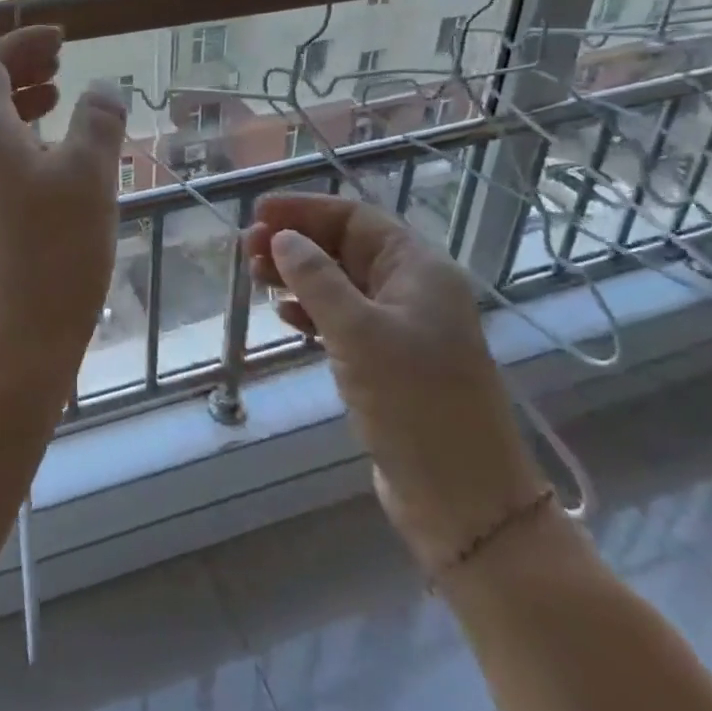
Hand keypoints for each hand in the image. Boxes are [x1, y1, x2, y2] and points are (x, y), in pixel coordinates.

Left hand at [0, 27, 128, 382]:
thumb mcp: (89, 175)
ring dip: (18, 104)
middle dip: (16, 68)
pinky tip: (54, 161)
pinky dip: (20, 141)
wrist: (9, 342)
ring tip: (58, 100)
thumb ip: (98, 122)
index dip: (21, 43)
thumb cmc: (51, 250)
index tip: (61, 40)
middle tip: (58, 63)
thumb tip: (103, 89)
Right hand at [244, 193, 545, 574]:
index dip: (305, 209)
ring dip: (298, 276)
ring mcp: (402, 328)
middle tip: (246, 249)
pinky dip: (311, 312)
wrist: (464, 500)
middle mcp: (413, 290)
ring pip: (341, 283)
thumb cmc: (415, 404)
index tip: (258, 212)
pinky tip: (285, 316)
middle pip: (346, 247)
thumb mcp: (358, 332)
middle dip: (296, 242)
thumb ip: (316, 278)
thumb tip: (282, 238)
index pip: (355, 218)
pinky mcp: (389, 363)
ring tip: (255, 277)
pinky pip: (343, 319)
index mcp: (419, 270)